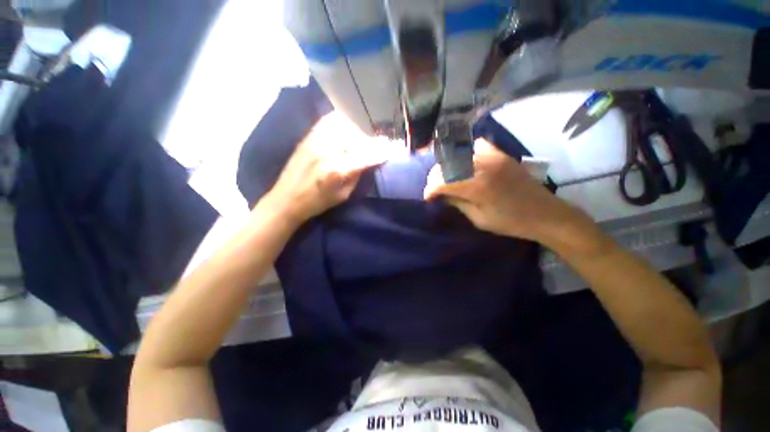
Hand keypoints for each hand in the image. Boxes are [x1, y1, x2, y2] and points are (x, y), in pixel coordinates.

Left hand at [264, 111, 393, 224]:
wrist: (286, 199)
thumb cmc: (317, 202)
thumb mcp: (343, 195)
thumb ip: (357, 175)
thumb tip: (368, 161)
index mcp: (338, 169)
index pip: (367, 155)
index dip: (381, 151)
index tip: (392, 148)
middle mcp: (328, 150)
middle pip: (357, 137)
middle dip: (371, 140)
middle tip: (378, 143)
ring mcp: (316, 140)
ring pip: (344, 125)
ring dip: (357, 129)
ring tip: (362, 136)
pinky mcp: (308, 136)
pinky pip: (328, 121)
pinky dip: (341, 121)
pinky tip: (346, 127)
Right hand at [424, 139, 603, 252]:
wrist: (545, 213)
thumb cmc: (511, 222)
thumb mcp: (479, 219)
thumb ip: (458, 203)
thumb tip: (441, 195)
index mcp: (477, 186)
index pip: (442, 182)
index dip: (430, 190)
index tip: (428, 198)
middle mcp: (483, 166)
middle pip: (447, 165)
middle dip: (435, 178)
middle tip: (434, 189)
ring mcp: (493, 156)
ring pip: (458, 154)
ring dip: (447, 166)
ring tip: (446, 178)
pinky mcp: (500, 154)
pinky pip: (476, 146)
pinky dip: (464, 153)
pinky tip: (463, 163)